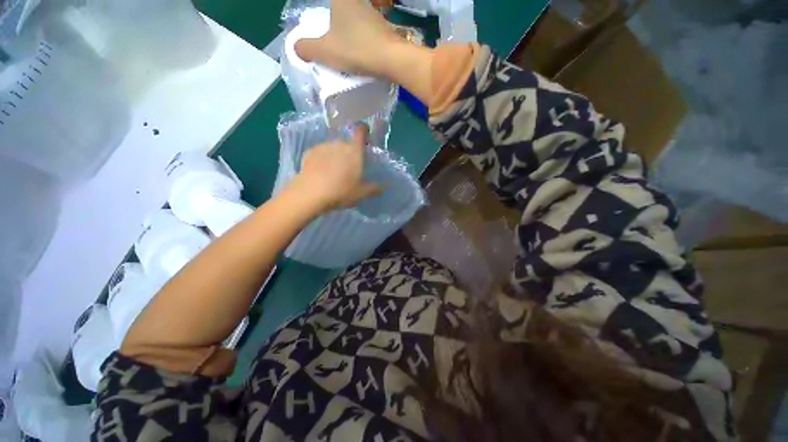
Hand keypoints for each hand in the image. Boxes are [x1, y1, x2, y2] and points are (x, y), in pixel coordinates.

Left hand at [293, 124, 381, 212]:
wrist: (312, 193)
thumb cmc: (342, 191)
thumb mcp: (361, 193)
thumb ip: (373, 189)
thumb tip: (381, 189)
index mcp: (354, 151)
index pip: (361, 132)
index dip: (364, 131)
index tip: (365, 133)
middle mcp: (339, 144)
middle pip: (347, 143)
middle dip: (349, 152)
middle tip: (349, 167)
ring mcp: (323, 147)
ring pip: (333, 148)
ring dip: (335, 156)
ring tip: (333, 171)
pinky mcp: (309, 152)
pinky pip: (320, 153)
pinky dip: (322, 159)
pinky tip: (321, 172)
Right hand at [295, 0, 434, 104]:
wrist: (391, 59)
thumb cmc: (356, 49)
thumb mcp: (325, 51)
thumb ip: (307, 48)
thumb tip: (297, 47)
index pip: (327, 2)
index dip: (322, 14)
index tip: (322, 38)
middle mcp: (357, 1)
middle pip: (340, 8)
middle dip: (333, 21)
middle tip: (328, 38)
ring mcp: (373, 14)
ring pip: (355, 18)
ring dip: (348, 30)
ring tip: (344, 49)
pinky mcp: (383, 29)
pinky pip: (366, 30)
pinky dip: (361, 39)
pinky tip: (360, 53)